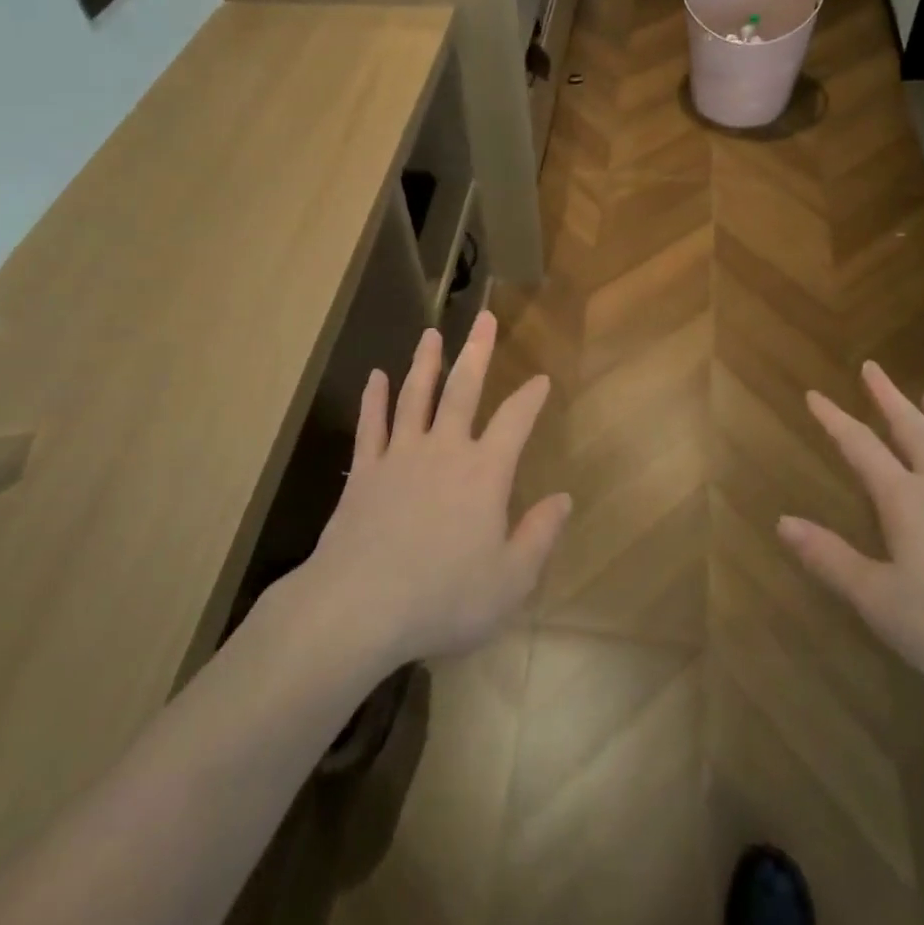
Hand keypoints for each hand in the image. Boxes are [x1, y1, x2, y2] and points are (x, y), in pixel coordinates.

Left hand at [296, 312, 570, 669]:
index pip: (515, 421)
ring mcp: (400, 455)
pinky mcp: (364, 471)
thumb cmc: (443, 597)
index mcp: (484, 472)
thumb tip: (564, 498)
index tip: (541, 379)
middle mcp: (444, 450)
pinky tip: (376, 377)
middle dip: (477, 351)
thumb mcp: (510, 580)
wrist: (359, 607)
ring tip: (431, 333)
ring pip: (415, 396)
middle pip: (463, 389)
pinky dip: (374, 399)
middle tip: (485, 318)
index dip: (530, 397)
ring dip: (425, 362)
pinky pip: (371, 425)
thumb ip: (540, 535)